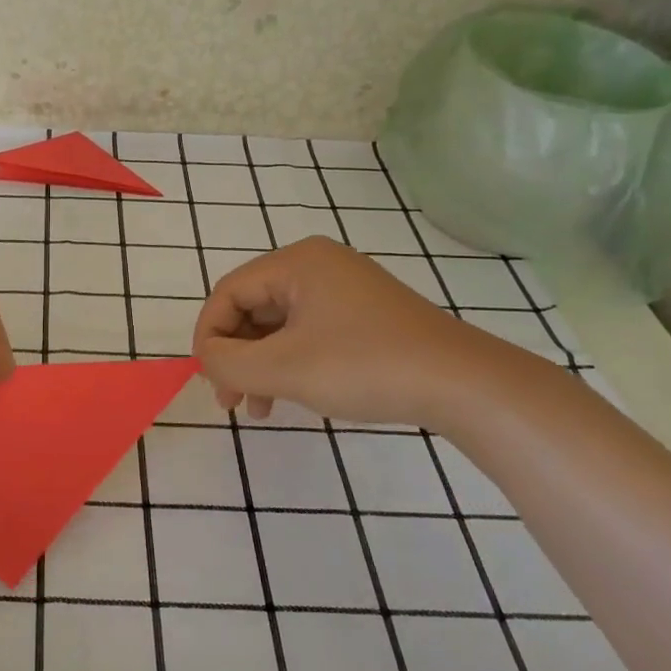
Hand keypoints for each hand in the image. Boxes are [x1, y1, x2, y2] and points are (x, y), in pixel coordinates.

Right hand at [191, 237, 498, 427]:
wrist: (464, 384)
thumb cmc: (365, 366)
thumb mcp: (284, 368)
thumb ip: (228, 362)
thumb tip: (206, 358)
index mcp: (297, 262)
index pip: (229, 292)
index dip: (208, 335)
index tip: (207, 378)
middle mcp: (318, 265)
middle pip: (252, 307)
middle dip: (235, 355)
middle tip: (229, 399)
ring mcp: (344, 290)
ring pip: (279, 325)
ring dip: (260, 365)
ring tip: (257, 408)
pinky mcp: (364, 316)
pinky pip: (308, 333)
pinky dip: (290, 363)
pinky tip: (289, 396)